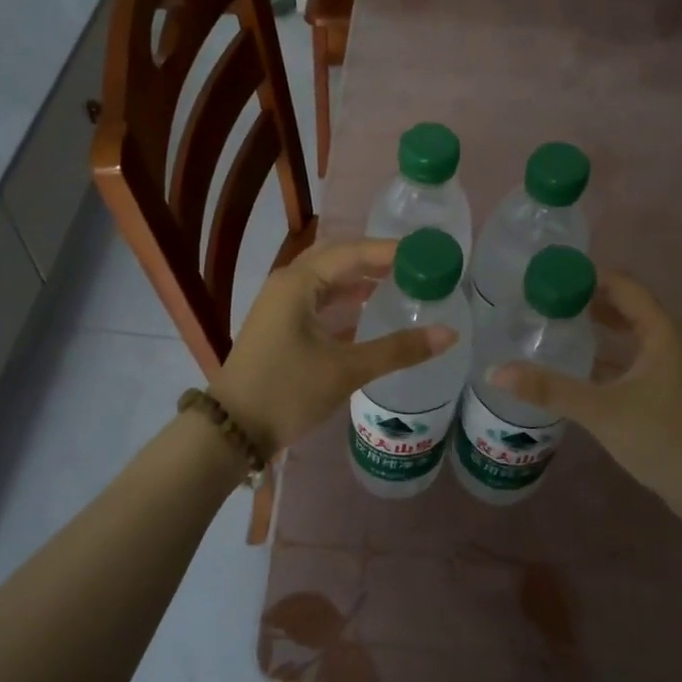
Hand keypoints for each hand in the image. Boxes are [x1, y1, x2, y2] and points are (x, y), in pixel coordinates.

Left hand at [213, 238, 456, 453]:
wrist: (232, 430)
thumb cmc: (287, 391)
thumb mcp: (346, 370)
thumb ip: (398, 349)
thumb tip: (450, 333)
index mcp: (298, 283)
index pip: (352, 252)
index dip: (391, 250)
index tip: (427, 253)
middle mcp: (287, 284)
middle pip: (337, 258)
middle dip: (375, 259)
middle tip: (415, 265)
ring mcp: (280, 305)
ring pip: (326, 280)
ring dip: (360, 279)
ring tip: (400, 284)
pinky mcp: (280, 326)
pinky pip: (318, 300)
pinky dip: (345, 301)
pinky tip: (369, 313)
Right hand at [489, 271, 681, 525]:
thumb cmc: (662, 436)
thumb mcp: (600, 409)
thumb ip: (549, 389)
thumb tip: (494, 371)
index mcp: (661, 333)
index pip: (624, 286)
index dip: (589, 276)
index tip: (550, 275)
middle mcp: (667, 344)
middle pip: (626, 308)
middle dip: (588, 300)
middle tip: (546, 300)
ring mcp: (668, 371)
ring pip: (628, 337)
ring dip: (596, 329)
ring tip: (555, 326)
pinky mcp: (663, 395)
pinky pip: (628, 362)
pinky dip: (603, 358)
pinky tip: (576, 368)